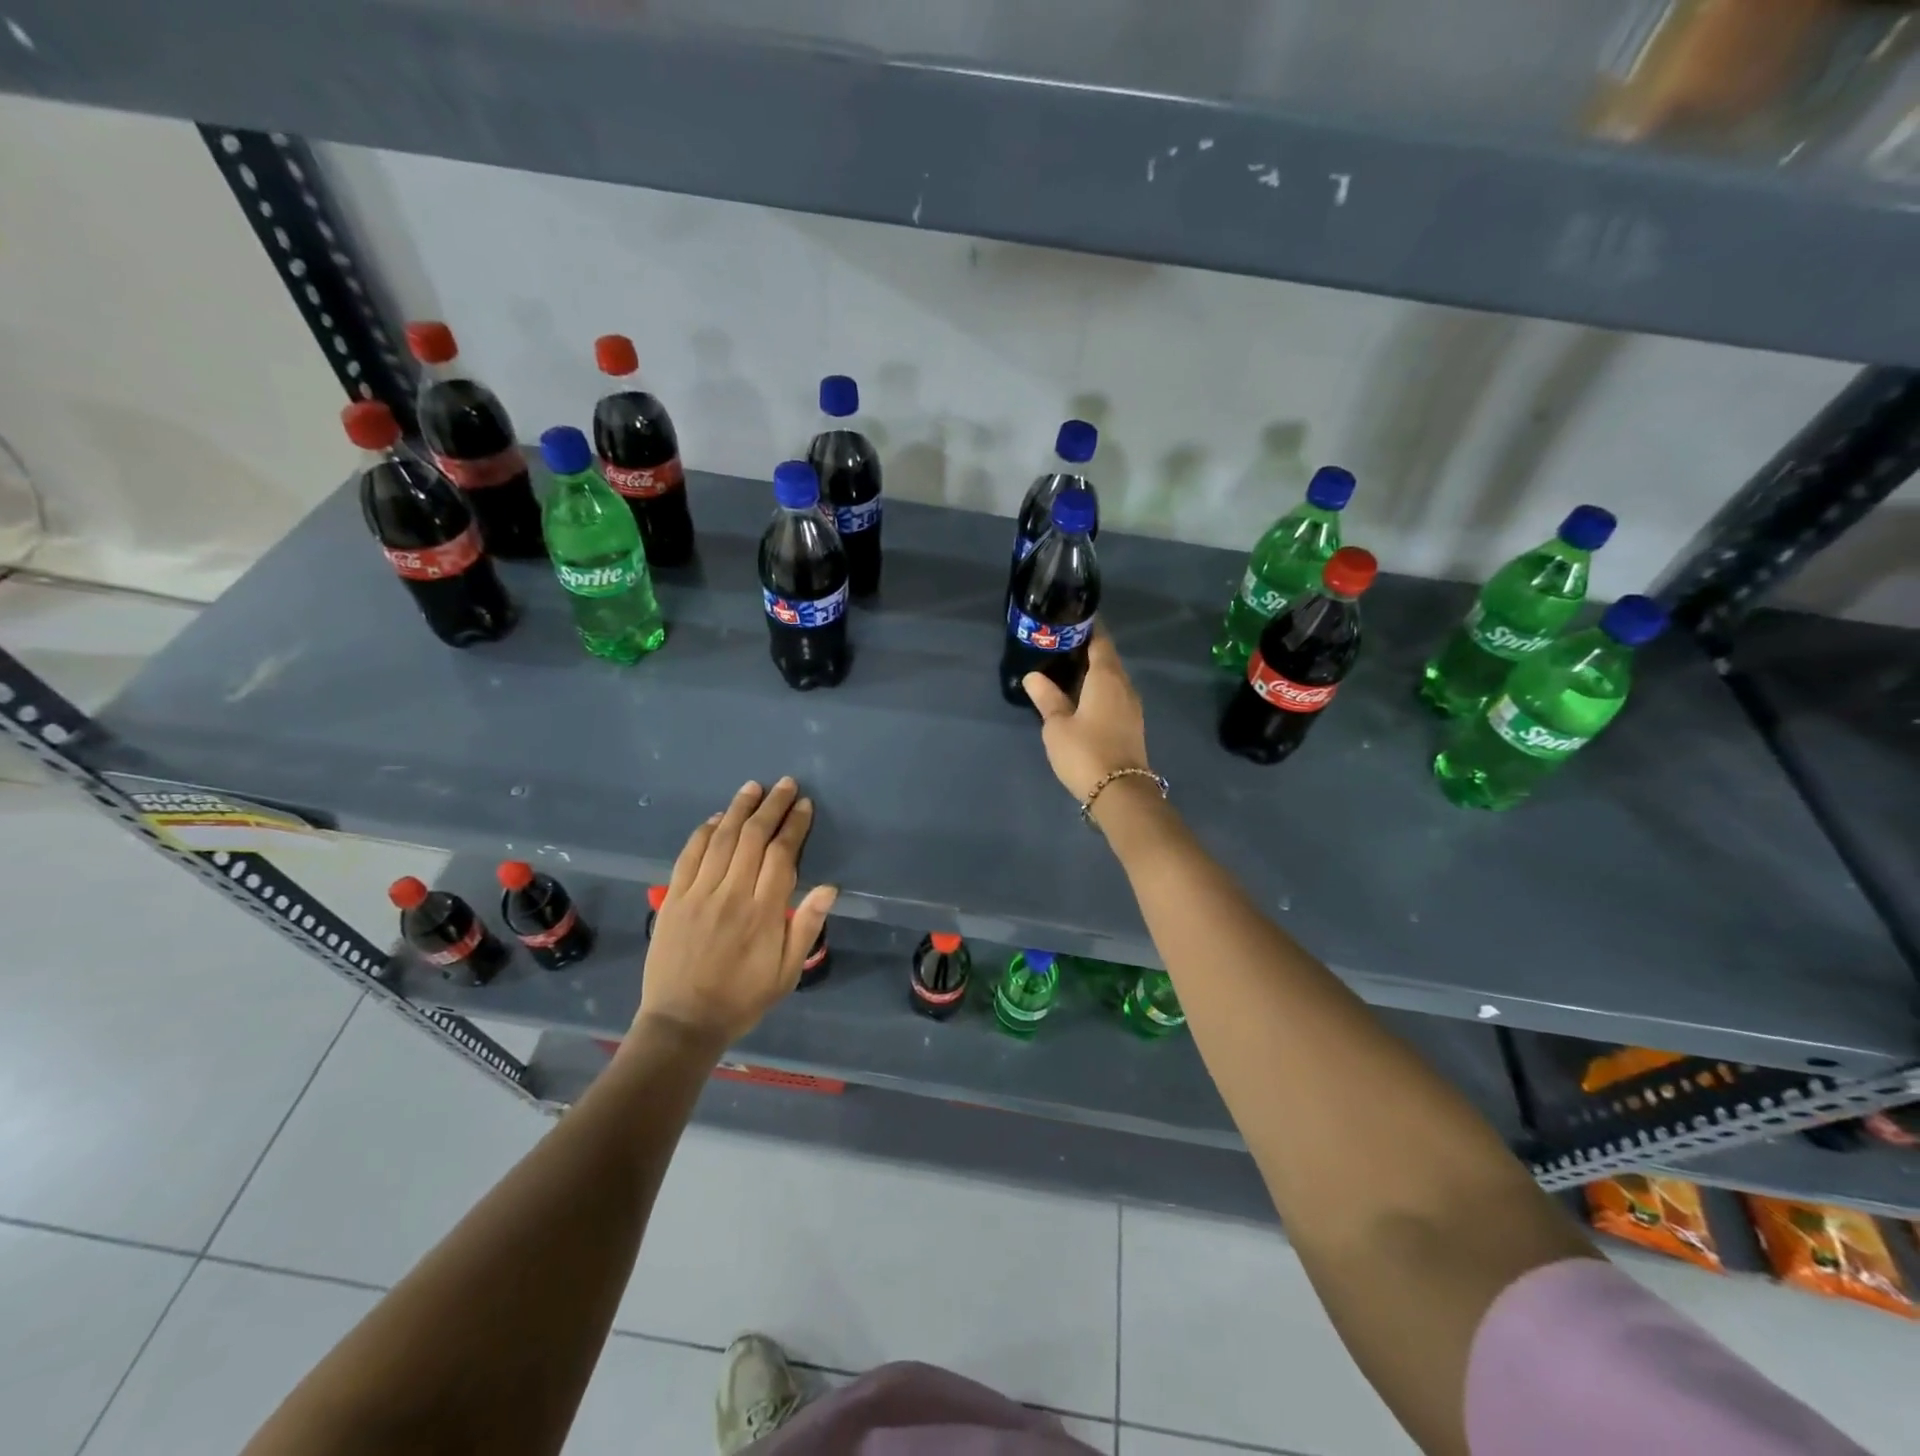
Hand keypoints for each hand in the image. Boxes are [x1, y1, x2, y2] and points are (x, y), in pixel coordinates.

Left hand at [634, 777, 837, 1048]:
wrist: (682, 1022)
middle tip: (785, 784)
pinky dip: (703, 832)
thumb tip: (829, 888)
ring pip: (721, 839)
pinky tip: (715, 818)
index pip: (782, 855)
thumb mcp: (787, 972)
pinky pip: (689, 856)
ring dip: (739, 809)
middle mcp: (732, 895)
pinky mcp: (673, 898)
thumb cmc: (742, 999)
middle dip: (771, 806)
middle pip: (753, 838)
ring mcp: (699, 894)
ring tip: (753, 787)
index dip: (794, 826)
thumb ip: (806, 927)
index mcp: (764, 912)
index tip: (804, 806)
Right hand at [1022, 625, 1151, 804]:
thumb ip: (1046, 698)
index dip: (1087, 628)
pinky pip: (1114, 696)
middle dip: (1087, 649)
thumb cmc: (1085, 752)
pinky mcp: (1132, 725)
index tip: (1069, 619)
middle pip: (1107, 658)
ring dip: (1093, 671)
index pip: (1100, 641)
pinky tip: (1081, 696)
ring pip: (1112, 679)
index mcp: (1106, 677)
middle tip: (1060, 644)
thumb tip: (1033, 676)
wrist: (1120, 792)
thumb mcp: (1057, 726)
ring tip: (1067, 669)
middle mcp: (1124, 685)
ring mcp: (1132, 706)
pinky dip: (1098, 690)